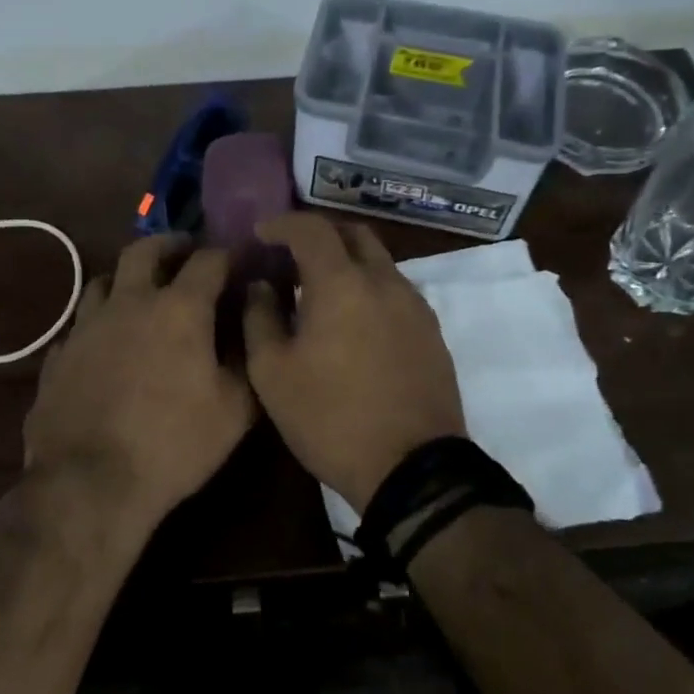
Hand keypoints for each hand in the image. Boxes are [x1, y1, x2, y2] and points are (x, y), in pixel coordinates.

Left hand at [23, 234, 254, 534]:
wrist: (89, 482)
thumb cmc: (174, 443)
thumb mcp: (234, 408)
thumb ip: (247, 356)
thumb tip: (250, 319)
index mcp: (178, 309)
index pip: (209, 261)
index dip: (227, 254)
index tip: (239, 259)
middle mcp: (129, 303)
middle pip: (145, 250)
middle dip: (170, 244)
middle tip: (184, 253)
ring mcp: (86, 326)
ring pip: (104, 280)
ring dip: (127, 277)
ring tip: (140, 292)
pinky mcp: (59, 354)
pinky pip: (81, 323)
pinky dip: (99, 321)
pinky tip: (105, 342)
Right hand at [243, 213, 465, 513]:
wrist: (412, 469)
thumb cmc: (331, 419)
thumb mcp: (272, 375)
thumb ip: (259, 318)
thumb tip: (262, 286)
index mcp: (342, 284)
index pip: (312, 229)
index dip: (283, 224)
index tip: (262, 234)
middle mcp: (385, 283)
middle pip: (355, 234)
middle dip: (321, 235)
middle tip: (294, 256)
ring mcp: (416, 307)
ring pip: (381, 263)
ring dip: (349, 263)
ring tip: (322, 292)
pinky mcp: (433, 333)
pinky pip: (397, 292)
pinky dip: (371, 290)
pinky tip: (355, 323)